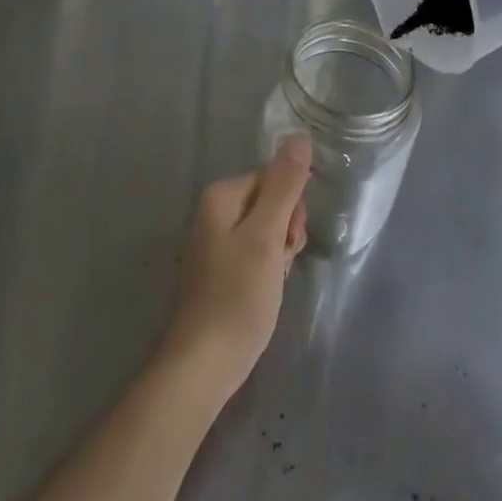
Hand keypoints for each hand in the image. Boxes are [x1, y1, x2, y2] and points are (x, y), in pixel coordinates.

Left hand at [156, 136, 310, 405]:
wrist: (202, 365)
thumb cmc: (237, 297)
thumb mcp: (267, 236)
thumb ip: (284, 185)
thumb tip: (299, 135)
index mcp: (221, 196)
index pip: (274, 178)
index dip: (291, 209)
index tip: (289, 241)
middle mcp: (213, 211)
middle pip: (270, 202)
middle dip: (285, 231)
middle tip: (280, 265)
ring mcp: (214, 242)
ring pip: (265, 231)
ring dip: (278, 253)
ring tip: (272, 284)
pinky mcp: (219, 270)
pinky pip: (254, 254)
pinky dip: (266, 270)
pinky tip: (265, 294)